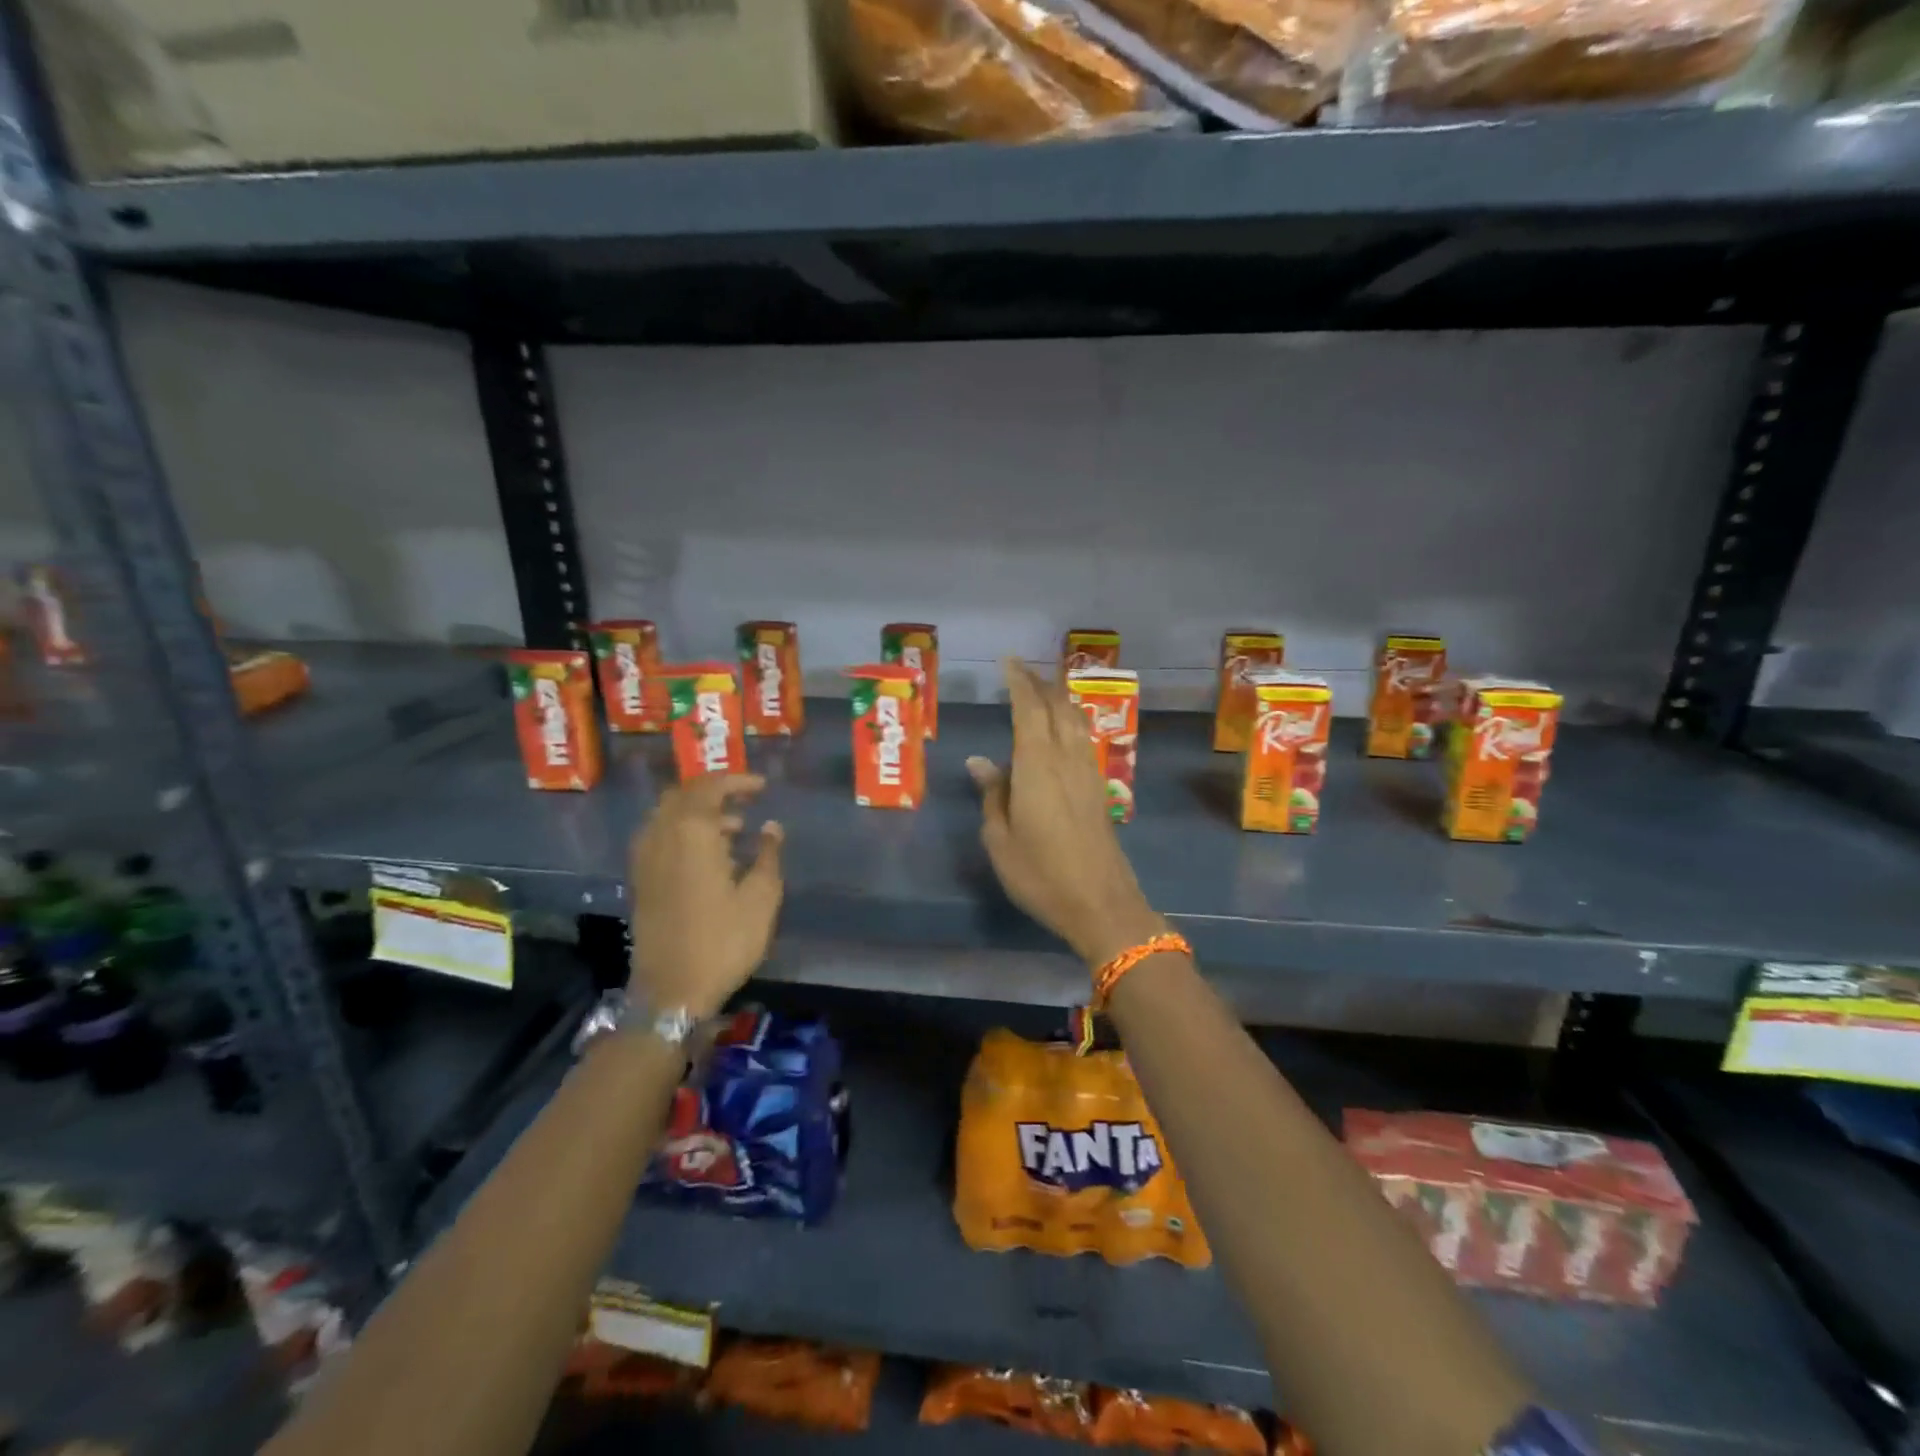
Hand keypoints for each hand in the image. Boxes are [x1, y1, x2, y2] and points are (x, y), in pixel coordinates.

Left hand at [629, 774, 783, 1018]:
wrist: (670, 991)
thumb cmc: (723, 941)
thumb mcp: (760, 898)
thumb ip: (767, 855)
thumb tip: (771, 827)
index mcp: (691, 833)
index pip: (710, 787)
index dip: (737, 781)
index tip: (762, 787)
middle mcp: (661, 836)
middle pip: (683, 794)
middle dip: (714, 790)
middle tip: (745, 799)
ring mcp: (645, 858)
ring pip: (668, 814)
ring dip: (698, 811)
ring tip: (734, 828)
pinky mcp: (640, 879)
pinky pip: (659, 835)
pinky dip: (683, 830)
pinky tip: (708, 852)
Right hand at [968, 659, 1166, 967]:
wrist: (1101, 903)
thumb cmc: (1041, 874)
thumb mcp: (1000, 839)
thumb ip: (992, 794)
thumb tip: (979, 761)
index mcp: (1037, 764)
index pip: (1029, 708)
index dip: (1019, 681)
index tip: (1008, 662)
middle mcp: (1066, 758)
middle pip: (1057, 707)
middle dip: (1040, 684)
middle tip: (1021, 672)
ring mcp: (1088, 772)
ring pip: (1075, 720)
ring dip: (1059, 699)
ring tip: (1042, 692)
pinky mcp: (1099, 788)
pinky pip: (1084, 739)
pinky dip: (1070, 721)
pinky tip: (1063, 730)